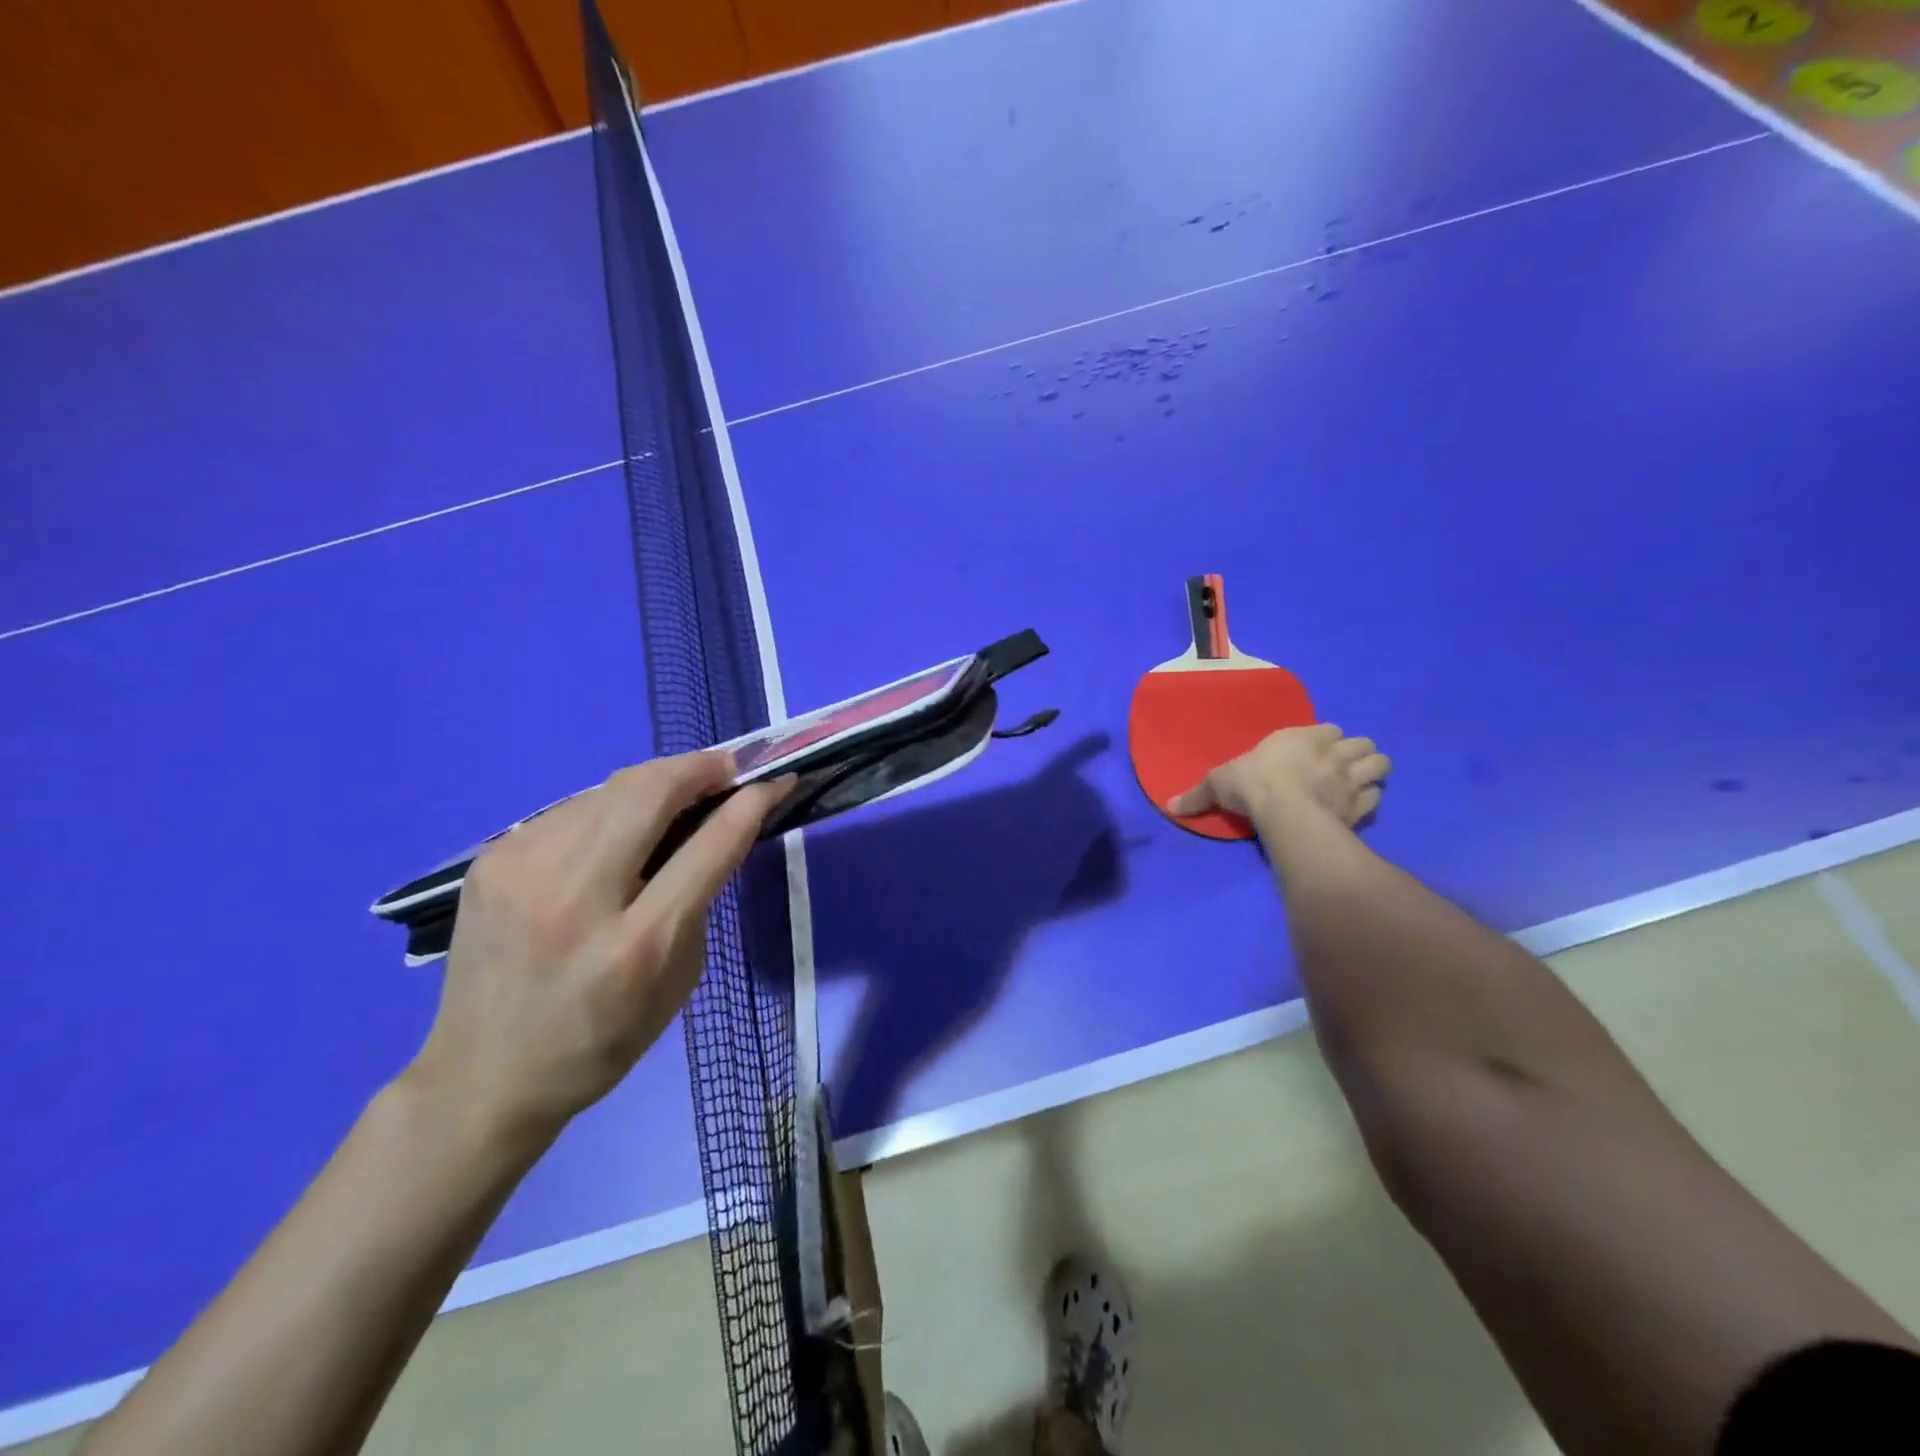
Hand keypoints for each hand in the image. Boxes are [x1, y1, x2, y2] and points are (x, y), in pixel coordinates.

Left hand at [406, 752, 791, 1143]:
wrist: (483, 1077)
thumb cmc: (601, 1040)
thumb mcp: (678, 980)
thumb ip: (699, 899)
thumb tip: (713, 828)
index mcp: (636, 944)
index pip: (709, 846)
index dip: (751, 803)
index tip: (776, 780)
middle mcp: (575, 895)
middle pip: (650, 791)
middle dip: (700, 767)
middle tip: (727, 770)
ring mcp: (522, 869)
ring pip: (610, 788)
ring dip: (657, 784)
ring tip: (677, 798)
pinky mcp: (491, 858)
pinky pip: (572, 809)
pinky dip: (611, 809)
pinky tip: (617, 832)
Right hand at [1168, 724, 1390, 828]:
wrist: (1285, 812)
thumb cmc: (1253, 785)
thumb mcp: (1217, 784)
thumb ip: (1198, 794)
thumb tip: (1169, 805)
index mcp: (1303, 736)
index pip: (1328, 729)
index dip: (1325, 739)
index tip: (1314, 750)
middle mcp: (1333, 752)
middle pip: (1363, 743)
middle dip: (1357, 752)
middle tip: (1342, 766)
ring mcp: (1352, 779)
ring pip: (1380, 764)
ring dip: (1372, 771)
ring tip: (1359, 781)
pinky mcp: (1362, 806)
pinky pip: (1377, 797)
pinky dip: (1372, 799)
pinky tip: (1359, 806)